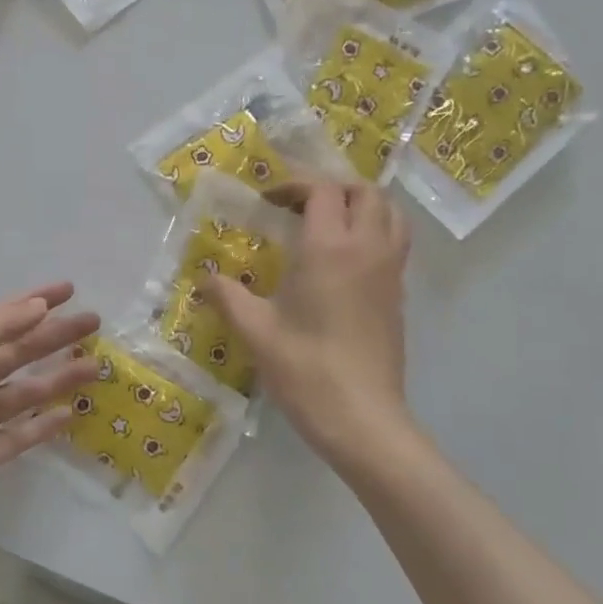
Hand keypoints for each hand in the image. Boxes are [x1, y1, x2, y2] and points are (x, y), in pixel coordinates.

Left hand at [0, 283, 99, 534]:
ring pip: (26, 392)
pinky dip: (44, 424)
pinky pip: (21, 434)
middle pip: (20, 351)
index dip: (36, 301)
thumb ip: (2, 323)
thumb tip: (37, 305)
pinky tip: (71, 414)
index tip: (70, 290)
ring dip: (59, 377)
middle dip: (56, 336)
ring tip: (95, 367)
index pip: (4, 316)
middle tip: (95, 325)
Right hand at [205, 181, 412, 471]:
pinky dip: (375, 232)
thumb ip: (227, 296)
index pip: (322, 190)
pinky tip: (344, 260)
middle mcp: (366, 248)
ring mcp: (389, 272)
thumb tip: (203, 278)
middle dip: (332, 187)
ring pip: (390, 214)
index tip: (267, 201)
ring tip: (329, 223)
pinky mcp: (399, 295)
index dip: (294, 185)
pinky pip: (395, 243)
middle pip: (365, 192)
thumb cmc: (305, 369)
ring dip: (362, 205)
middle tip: (299, 206)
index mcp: (329, 248)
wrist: (361, 418)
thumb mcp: (255, 331)